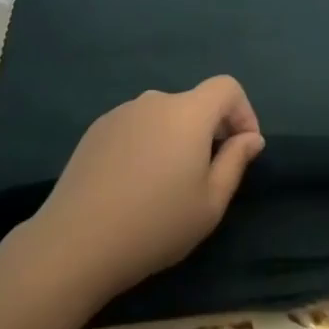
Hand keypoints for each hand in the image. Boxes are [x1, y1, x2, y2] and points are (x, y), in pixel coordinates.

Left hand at [17, 77, 263, 307]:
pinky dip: (146, 145)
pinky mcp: (96, 129)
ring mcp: (122, 112)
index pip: (226, 87)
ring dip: (175, 139)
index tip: (242, 149)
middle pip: (194, 104)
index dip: (243, 112)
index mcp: (188, 112)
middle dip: (209, 131)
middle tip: (205, 178)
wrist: (77, 241)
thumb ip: (235, 162)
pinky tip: (133, 185)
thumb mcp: (210, 203)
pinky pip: (135, 127)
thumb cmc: (156, 224)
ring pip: (163, 117)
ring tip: (165, 186)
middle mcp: (155, 101)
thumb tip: (251, 138)